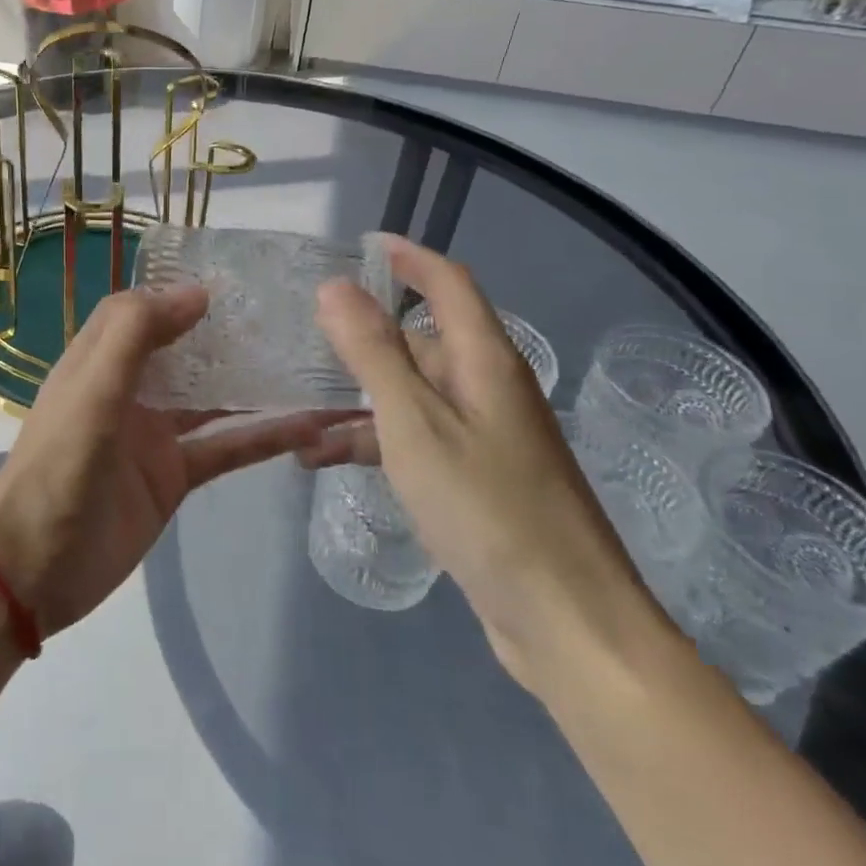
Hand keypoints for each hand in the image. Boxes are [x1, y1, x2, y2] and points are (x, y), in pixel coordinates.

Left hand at [0, 286, 343, 638]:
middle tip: (283, 316)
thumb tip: (197, 292)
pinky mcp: (174, 477)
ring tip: (307, 362)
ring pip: (211, 399)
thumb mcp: (92, 389)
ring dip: (252, 384)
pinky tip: (308, 427)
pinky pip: (224, 448)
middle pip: (182, 351)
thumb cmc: (58, 466)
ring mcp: (153, 436)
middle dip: (224, 334)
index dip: (174, 294)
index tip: (230, 283)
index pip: (139, 312)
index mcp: (98, 361)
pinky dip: (262, 438)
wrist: (36, 567)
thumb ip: (136, 334)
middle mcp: (128, 391)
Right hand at [309, 236, 657, 694]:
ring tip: (299, 412)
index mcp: (484, 361)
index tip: (363, 243)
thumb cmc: (487, 509)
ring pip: (412, 394)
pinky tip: (324, 461)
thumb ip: (373, 352)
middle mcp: (489, 388)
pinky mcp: (477, 478)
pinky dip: (374, 442)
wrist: (567, 622)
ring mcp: (485, 436)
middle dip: (366, 335)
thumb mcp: (415, 423)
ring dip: (359, 399)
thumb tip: (336, 286)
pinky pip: (416, 439)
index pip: (449, 283)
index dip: (409, 256)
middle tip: (306, 336)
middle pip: (423, 339)